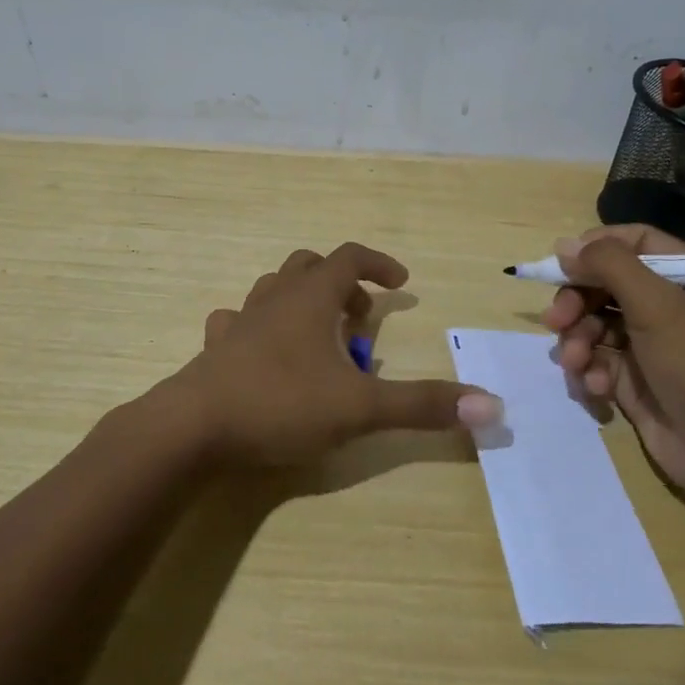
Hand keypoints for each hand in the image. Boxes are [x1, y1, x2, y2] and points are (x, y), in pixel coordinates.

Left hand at [165, 242, 500, 466]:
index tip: (401, 282)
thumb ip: (422, 405)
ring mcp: (240, 321)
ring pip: (273, 289)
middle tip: (360, 319)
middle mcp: (274, 298)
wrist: (193, 427)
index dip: (379, 263)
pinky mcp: (215, 349)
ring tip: (320, 338)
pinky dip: (260, 327)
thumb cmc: (281, 404)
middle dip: (342, 285)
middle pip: (310, 266)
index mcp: (310, 298)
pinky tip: (266, 353)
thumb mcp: (360, 407)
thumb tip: (491, 406)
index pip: (350, 257)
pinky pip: (239, 321)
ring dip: (302, 302)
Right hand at [543, 225, 684, 496]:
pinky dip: (590, 370)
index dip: (596, 248)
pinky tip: (594, 388)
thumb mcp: (657, 303)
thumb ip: (609, 264)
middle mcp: (670, 305)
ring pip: (595, 323)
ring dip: (578, 341)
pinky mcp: (636, 380)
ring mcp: (652, 344)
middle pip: (606, 284)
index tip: (562, 263)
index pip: (636, 242)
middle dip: (576, 302)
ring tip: (576, 364)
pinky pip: (598, 360)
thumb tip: (564, 245)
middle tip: (555, 321)